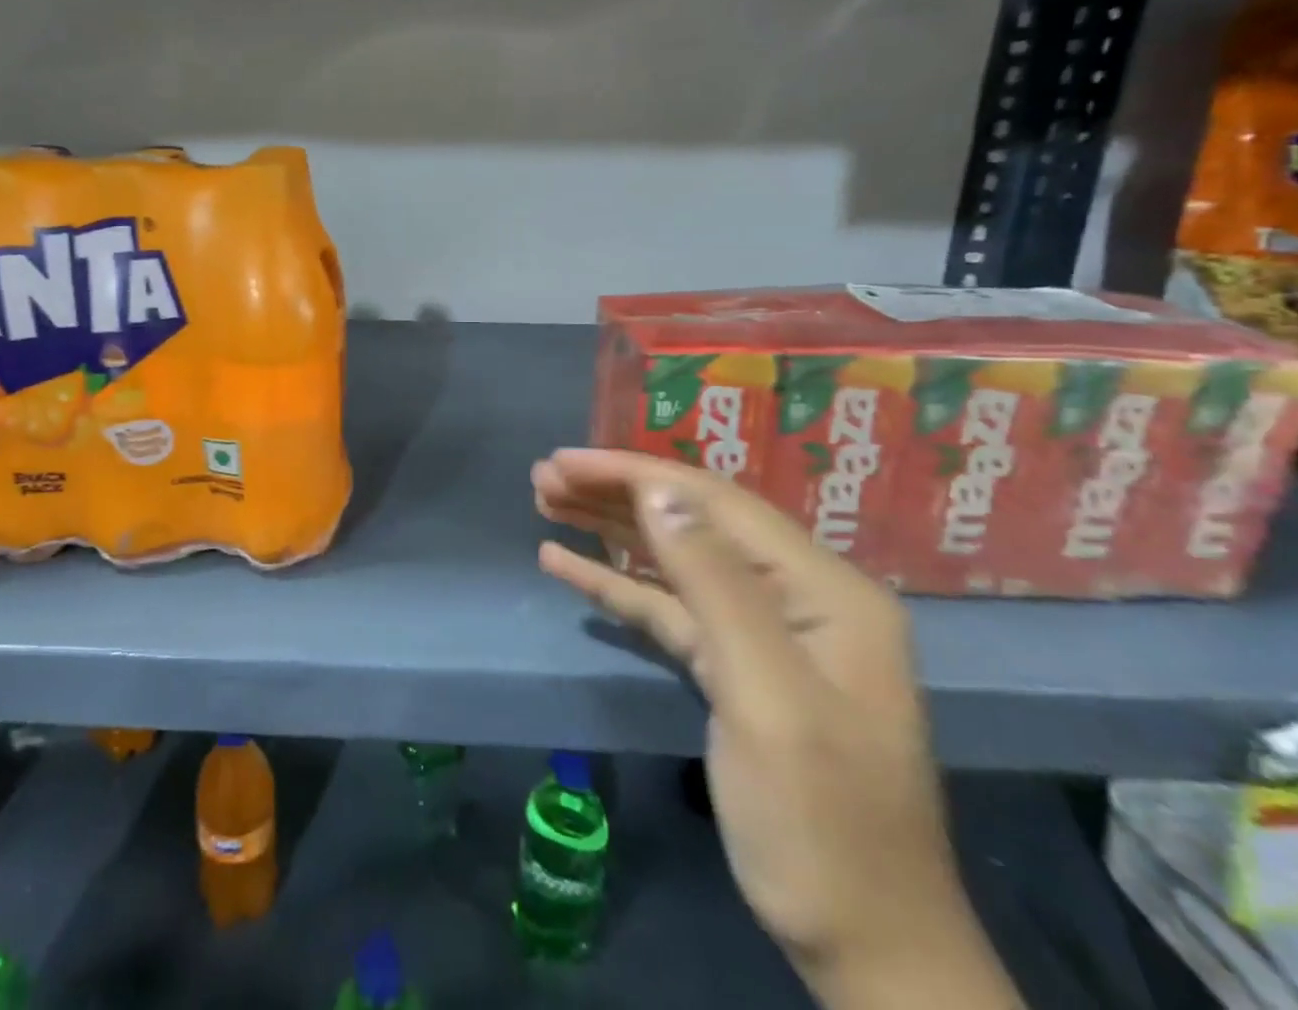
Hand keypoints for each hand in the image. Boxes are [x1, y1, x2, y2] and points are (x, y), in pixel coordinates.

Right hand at [534, 450, 1017, 1006]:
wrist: (866, 948)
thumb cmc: (821, 822)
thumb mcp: (767, 698)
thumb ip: (714, 584)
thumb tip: (657, 490)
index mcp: (824, 589)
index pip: (715, 503)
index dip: (635, 473)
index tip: (564, 460)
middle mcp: (797, 596)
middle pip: (692, 522)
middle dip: (615, 493)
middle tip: (543, 478)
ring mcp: (764, 632)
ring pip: (674, 559)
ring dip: (609, 529)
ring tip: (546, 503)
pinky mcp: (733, 666)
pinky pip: (667, 607)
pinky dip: (616, 583)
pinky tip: (564, 564)